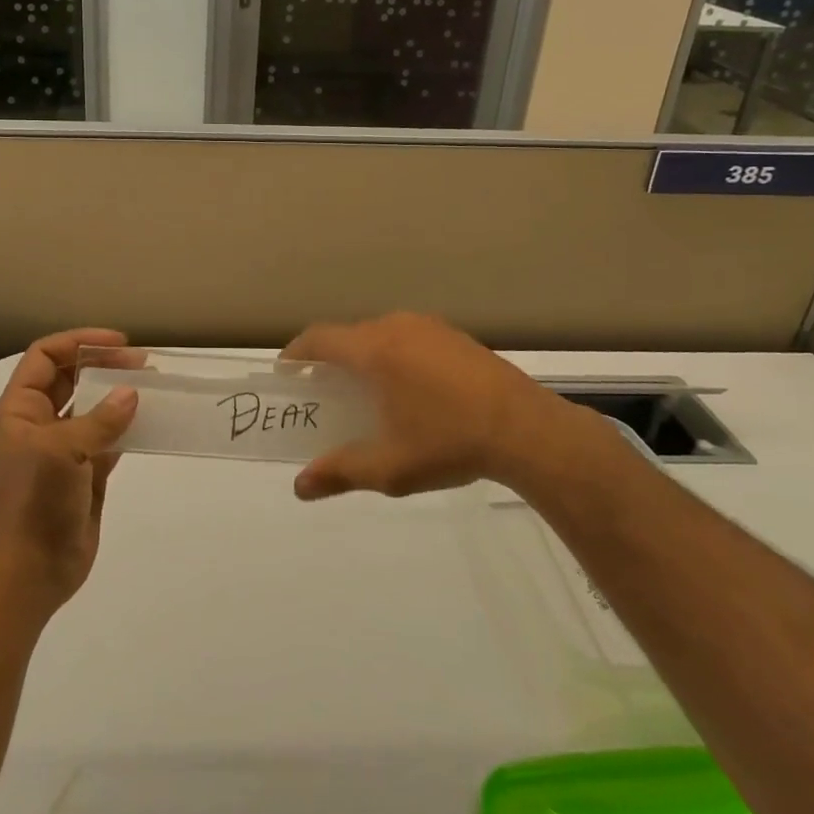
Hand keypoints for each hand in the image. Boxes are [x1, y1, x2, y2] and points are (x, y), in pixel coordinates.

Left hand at [0, 328, 138, 627]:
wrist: (32, 570)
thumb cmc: (36, 500)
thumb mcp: (63, 451)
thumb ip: (100, 420)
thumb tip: (132, 393)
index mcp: (19, 409)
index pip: (45, 356)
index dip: (79, 342)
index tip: (119, 343)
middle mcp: (38, 422)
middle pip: (70, 377)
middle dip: (103, 365)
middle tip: (143, 363)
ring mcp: (62, 448)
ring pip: (92, 407)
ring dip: (118, 394)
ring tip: (153, 386)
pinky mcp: (83, 472)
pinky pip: (108, 438)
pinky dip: (127, 427)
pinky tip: (151, 421)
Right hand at [283, 312, 612, 501]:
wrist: (527, 430)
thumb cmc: (449, 443)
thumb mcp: (390, 467)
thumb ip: (340, 471)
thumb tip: (299, 487)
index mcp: (373, 351)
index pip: (319, 339)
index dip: (296, 353)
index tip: (286, 373)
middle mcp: (396, 327)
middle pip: (349, 336)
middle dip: (330, 359)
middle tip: (325, 391)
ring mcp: (429, 327)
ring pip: (380, 333)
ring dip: (364, 355)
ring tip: (367, 390)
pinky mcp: (455, 336)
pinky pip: (408, 336)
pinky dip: (394, 354)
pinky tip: (411, 388)